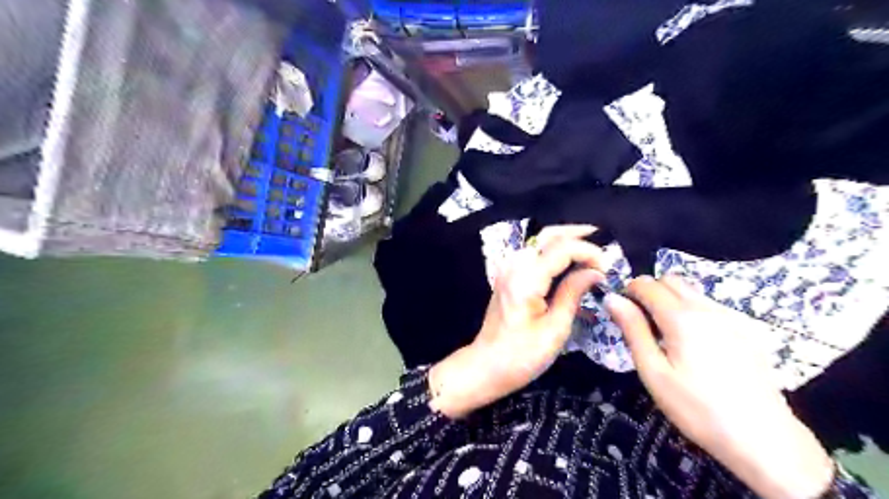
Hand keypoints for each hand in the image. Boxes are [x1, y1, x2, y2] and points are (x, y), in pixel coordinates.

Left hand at [427, 229, 607, 417]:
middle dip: (577, 234)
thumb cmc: (522, 355)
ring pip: (539, 241)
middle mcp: (514, 265)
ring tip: (591, 251)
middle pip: (547, 236)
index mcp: (525, 278)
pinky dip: (553, 251)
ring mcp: (508, 268)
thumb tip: (595, 272)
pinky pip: (533, 253)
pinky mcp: (507, 275)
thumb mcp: (555, 330)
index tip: (607, 269)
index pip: (561, 248)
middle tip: (603, 242)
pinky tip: (570, 261)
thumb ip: (573, 294)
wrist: (486, 365)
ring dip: (565, 241)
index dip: (588, 252)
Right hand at [605, 277, 834, 498]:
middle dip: (650, 291)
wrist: (764, 439)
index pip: (647, 284)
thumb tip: (612, 298)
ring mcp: (730, 317)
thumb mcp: (653, 372)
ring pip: (691, 291)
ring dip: (671, 300)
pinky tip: (694, 345)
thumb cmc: (696, 407)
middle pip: (670, 280)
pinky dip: (692, 311)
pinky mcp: (745, 330)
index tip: (623, 312)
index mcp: (681, 317)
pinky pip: (709, 305)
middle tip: (642, 323)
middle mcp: (707, 308)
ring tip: (666, 336)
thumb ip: (633, 330)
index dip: (629, 291)